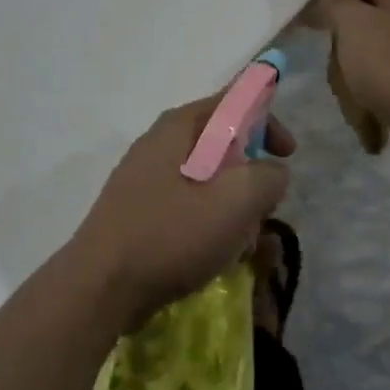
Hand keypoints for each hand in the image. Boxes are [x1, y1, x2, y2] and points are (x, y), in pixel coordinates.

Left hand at [69, 93, 294, 329]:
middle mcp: (157, 145)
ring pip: (206, 181)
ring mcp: (143, 180)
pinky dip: (208, 225)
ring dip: (232, 208)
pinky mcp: (138, 213)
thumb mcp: (234, 202)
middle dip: (250, 176)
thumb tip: (272, 172)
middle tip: (264, 208)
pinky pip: (186, 207)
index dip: (266, 121)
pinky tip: (214, 257)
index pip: (230, 102)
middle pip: (220, 145)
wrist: (100, 287)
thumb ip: (266, 177)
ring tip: (240, 243)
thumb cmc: (170, 236)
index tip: (288, 154)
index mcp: (177, 128)